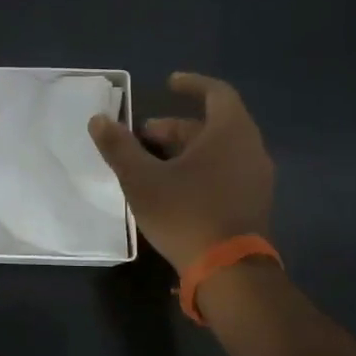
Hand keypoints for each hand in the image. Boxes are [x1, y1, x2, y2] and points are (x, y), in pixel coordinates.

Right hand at [87, 72, 274, 272]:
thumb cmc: (186, 213)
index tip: (169, 84)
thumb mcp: (141, 179)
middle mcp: (250, 149)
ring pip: (219, 151)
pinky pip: (226, 172)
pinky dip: (200, 168)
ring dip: (185, 150)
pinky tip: (173, 188)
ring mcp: (256, 178)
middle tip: (141, 137)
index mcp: (230, 132)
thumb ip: (119, 147)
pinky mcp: (254, 203)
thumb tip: (99, 120)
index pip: (217, 93)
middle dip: (175, 127)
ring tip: (151, 163)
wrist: (229, 271)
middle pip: (213, 125)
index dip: (192, 84)